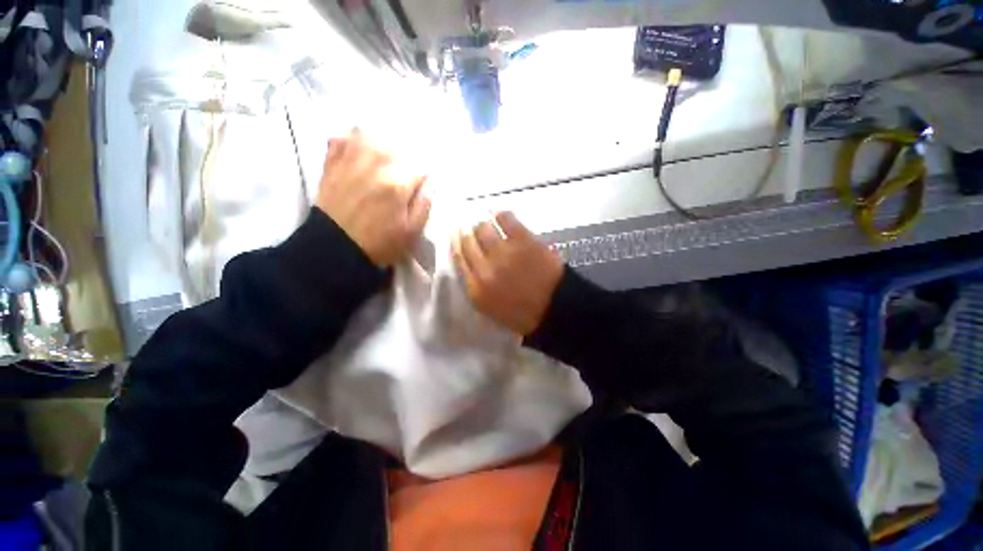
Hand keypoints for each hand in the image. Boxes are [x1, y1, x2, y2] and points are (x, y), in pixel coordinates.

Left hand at [316, 129, 429, 266]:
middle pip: (398, 145)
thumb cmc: (379, 243)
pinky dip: (354, 142)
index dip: (426, 176)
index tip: (424, 185)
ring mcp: (349, 159)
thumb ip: (425, 203)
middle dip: (407, 159)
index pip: (421, 165)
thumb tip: (432, 179)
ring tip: (386, 161)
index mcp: (397, 182)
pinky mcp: (331, 163)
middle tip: (406, 176)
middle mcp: (374, 162)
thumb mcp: (412, 231)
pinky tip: (360, 154)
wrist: (335, 249)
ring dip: (382, 145)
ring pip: (371, 134)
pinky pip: (344, 139)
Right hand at [452, 212, 564, 335]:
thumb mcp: (490, 308)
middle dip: (466, 232)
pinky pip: (505, 220)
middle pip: (468, 241)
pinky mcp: (522, 240)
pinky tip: (496, 212)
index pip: (458, 258)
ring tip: (482, 220)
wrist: (555, 308)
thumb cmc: (523, 314)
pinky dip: (499, 214)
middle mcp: (484, 267)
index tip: (456, 235)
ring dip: (480, 223)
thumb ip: (476, 287)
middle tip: (468, 226)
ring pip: (483, 228)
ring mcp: (504, 252)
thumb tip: (470, 264)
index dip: (456, 244)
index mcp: (475, 288)